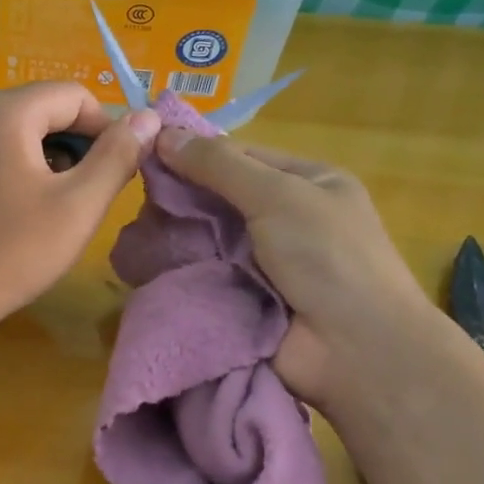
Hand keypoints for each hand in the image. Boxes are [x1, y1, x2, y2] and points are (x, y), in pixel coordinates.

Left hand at [0, 82, 160, 331]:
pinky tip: (25, 211)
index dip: (106, 131)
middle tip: (87, 198)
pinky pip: (0, 149)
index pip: (76, 96)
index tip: (115, 175)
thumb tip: (148, 117)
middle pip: (48, 109)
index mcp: (6, 110)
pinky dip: (24, 169)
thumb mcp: (78, 205)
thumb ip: (118, 156)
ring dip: (53, 160)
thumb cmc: (12, 252)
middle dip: (78, 147)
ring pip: (25, 131)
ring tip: (57, 209)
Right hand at [154, 128, 437, 408]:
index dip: (195, 153)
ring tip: (131, 232)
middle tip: (132, 197)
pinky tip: (141, 263)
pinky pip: (204, 274)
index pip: (240, 156)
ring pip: (206, 238)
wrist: (353, 349)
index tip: (144, 153)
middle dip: (180, 198)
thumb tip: (163, 134)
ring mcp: (263, 263)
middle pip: (219, 198)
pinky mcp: (243, 299)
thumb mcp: (278, 196)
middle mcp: (284, 219)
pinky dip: (178, 270)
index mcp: (306, 183)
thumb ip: (219, 166)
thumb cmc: (327, 257)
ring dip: (175, 236)